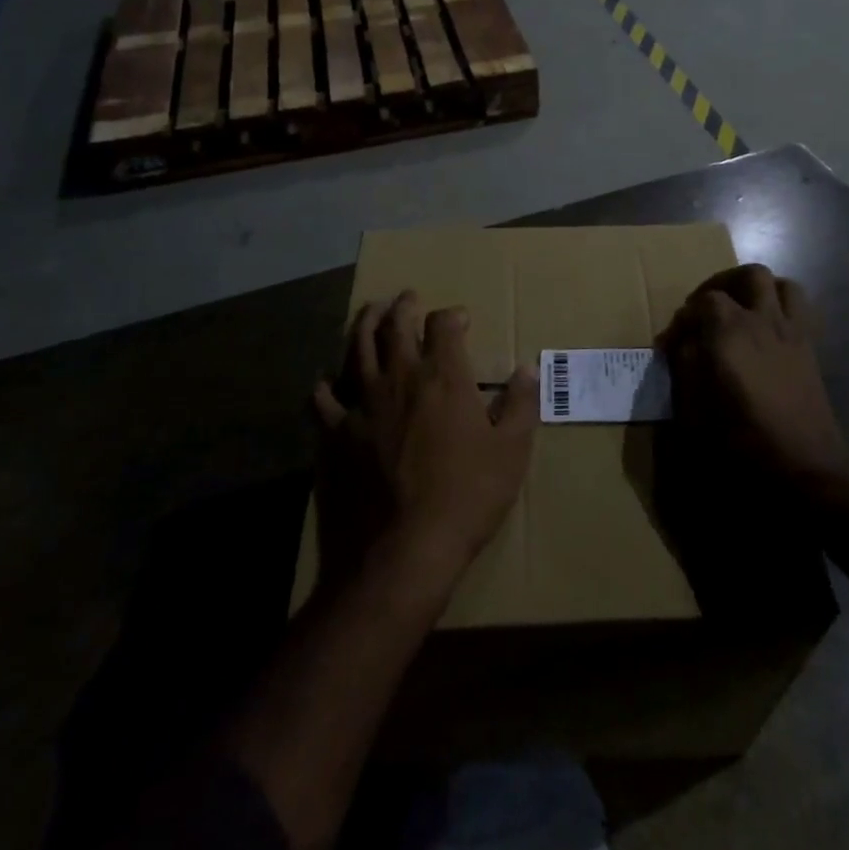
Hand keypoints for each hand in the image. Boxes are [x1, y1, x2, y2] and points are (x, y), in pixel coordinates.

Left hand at [314, 291, 538, 588]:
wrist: (402, 551)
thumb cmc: (466, 498)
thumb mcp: (511, 452)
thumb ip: (520, 404)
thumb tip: (526, 368)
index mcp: (443, 378)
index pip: (444, 326)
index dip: (452, 316)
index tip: (460, 319)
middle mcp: (399, 378)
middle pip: (395, 325)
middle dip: (403, 306)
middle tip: (407, 298)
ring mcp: (361, 403)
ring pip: (356, 347)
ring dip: (364, 323)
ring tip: (370, 312)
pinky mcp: (333, 433)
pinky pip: (322, 397)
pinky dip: (326, 384)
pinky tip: (328, 382)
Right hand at [659, 265, 848, 486]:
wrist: (806, 471)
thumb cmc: (743, 443)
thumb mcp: (695, 411)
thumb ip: (685, 368)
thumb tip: (683, 346)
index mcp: (731, 332)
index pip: (704, 301)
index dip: (684, 318)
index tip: (672, 343)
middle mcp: (764, 321)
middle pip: (749, 275)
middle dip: (723, 284)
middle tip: (706, 309)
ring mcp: (794, 333)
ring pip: (782, 285)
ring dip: (758, 290)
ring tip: (740, 312)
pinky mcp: (811, 350)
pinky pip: (800, 310)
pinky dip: (781, 309)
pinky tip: (765, 336)